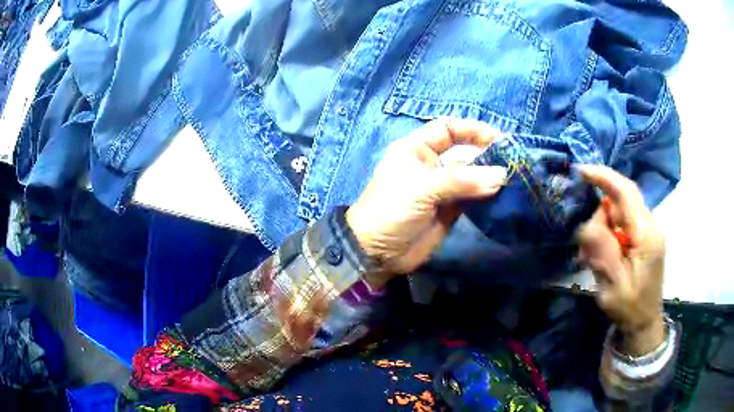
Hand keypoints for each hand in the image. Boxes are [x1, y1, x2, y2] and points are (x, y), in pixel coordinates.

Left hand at [346, 118, 506, 287]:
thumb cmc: (391, 210)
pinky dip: (486, 195)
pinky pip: (472, 197)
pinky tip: (502, 194)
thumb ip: (462, 180)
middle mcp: (431, 164)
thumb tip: (501, 175)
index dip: (472, 129)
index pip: (448, 129)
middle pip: (464, 152)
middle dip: (487, 155)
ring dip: (490, 176)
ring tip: (513, 178)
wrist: (377, 252)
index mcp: (416, 148)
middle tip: (513, 161)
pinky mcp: (449, 209)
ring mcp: (442, 188)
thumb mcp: (422, 188)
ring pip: (471, 176)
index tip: (498, 138)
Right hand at [577, 165, 665, 354]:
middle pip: (620, 204)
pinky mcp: (643, 239)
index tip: (581, 171)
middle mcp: (650, 227)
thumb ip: (603, 252)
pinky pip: (621, 226)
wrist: (644, 323)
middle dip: (599, 219)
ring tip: (593, 262)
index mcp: (647, 236)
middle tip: (586, 252)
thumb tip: (589, 222)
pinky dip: (608, 238)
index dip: (604, 177)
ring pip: (618, 215)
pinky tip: (602, 260)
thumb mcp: (613, 285)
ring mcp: (647, 232)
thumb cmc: (630, 308)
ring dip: (602, 232)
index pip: (626, 193)